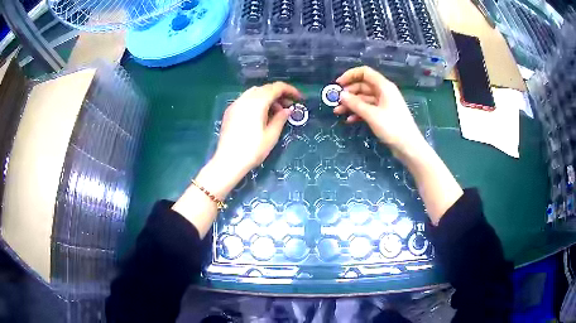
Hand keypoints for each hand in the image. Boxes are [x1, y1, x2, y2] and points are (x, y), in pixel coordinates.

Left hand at [210, 82, 301, 186]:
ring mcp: (235, 104)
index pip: (276, 87)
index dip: (290, 90)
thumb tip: (287, 110)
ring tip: (275, 112)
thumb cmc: (252, 150)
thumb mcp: (271, 136)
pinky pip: (246, 100)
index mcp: (257, 102)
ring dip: (267, 97)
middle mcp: (245, 98)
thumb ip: (281, 119)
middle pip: (265, 88)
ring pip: (254, 93)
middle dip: (279, 94)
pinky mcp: (229, 111)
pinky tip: (260, 115)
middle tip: (288, 106)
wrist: (228, 161)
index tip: (299, 98)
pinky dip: (256, 102)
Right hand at [334, 66, 426, 157]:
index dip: (350, 75)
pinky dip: (358, 113)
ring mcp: (383, 104)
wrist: (408, 146)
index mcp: (384, 86)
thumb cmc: (392, 127)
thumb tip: (341, 95)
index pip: (365, 72)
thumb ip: (355, 104)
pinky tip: (349, 120)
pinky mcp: (383, 115)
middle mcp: (383, 92)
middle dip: (348, 93)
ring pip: (364, 99)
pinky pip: (368, 109)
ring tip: (338, 112)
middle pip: (363, 86)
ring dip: (351, 104)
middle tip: (335, 101)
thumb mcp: (372, 115)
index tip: (338, 84)